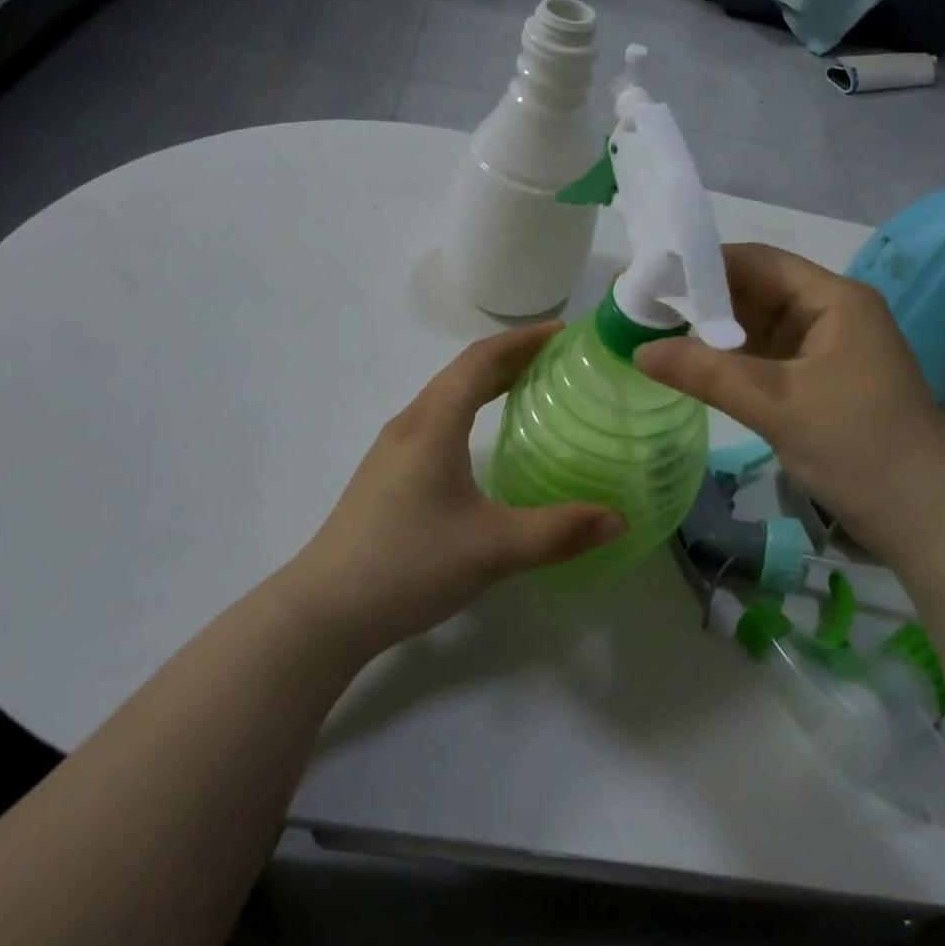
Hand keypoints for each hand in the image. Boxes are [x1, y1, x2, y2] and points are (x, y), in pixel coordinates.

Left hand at [290, 324, 623, 655]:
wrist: (323, 613)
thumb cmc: (409, 565)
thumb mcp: (494, 549)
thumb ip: (560, 531)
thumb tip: (620, 518)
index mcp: (434, 424)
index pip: (480, 360)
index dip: (522, 340)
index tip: (563, 332)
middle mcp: (410, 425)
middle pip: (462, 372)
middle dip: (510, 356)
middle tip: (557, 358)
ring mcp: (392, 450)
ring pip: (445, 396)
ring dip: (486, 381)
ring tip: (528, 387)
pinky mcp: (386, 475)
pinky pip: (435, 421)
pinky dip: (468, 408)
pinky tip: (481, 438)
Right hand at [634, 243, 944, 550]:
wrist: (925, 518)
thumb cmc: (859, 447)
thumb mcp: (778, 405)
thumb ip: (707, 373)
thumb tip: (639, 350)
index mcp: (833, 299)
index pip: (757, 263)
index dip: (701, 265)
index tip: (649, 276)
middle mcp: (829, 313)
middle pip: (755, 292)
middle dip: (700, 300)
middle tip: (640, 307)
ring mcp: (825, 349)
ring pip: (757, 327)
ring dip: (712, 332)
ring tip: (653, 331)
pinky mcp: (818, 382)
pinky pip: (765, 358)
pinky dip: (730, 361)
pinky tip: (691, 365)